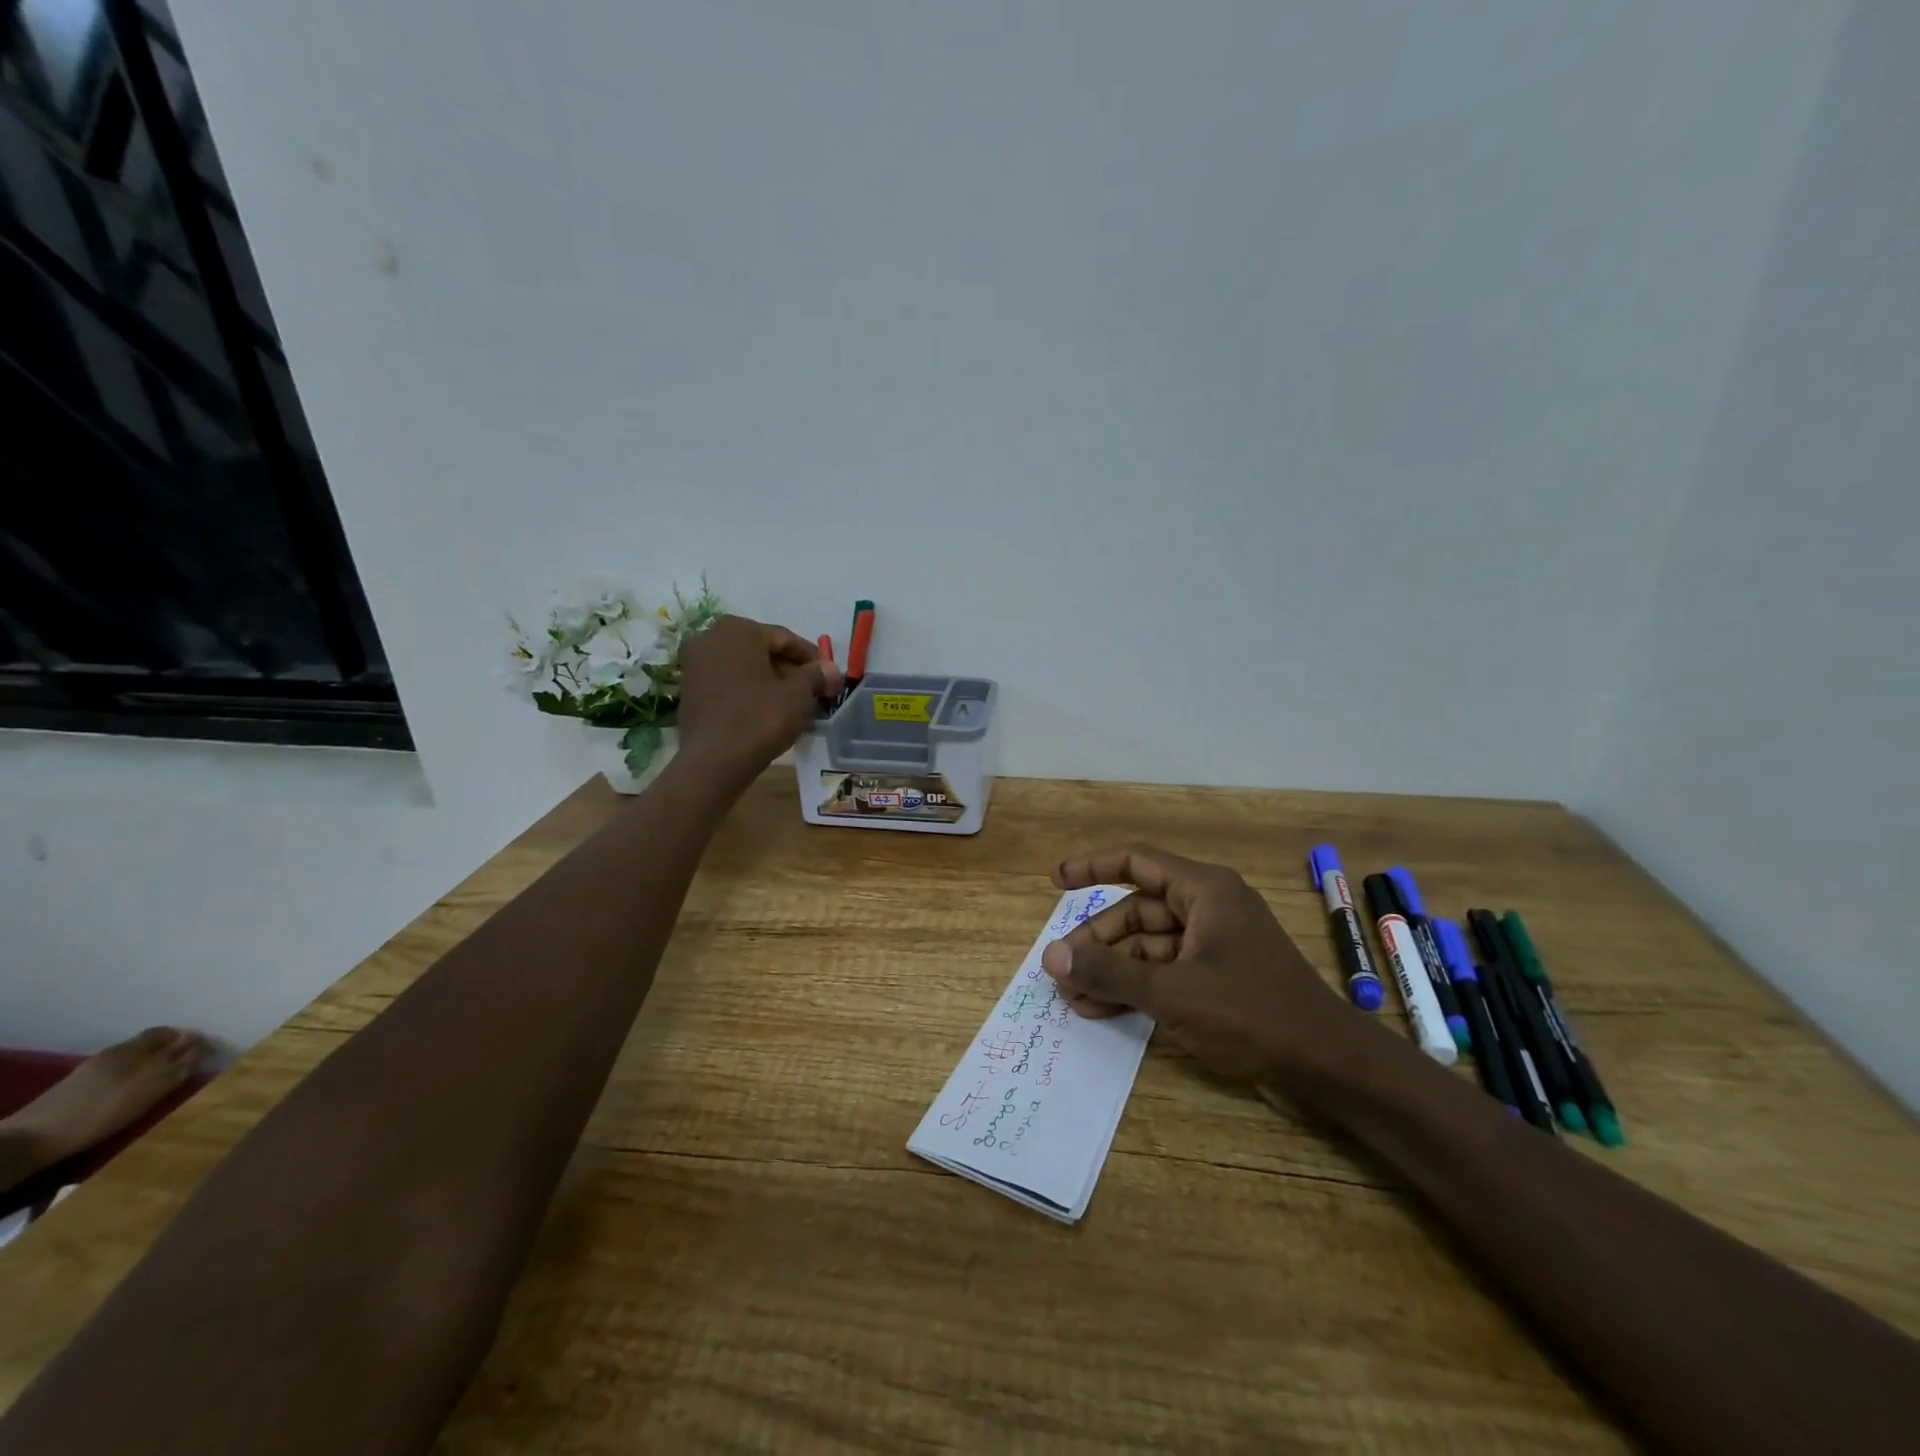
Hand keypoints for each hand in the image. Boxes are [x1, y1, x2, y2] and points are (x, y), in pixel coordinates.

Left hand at [673, 616, 840, 787]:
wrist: (713, 762)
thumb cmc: (759, 718)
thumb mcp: (798, 695)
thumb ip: (816, 675)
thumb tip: (830, 669)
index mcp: (737, 630)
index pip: (784, 638)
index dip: (812, 658)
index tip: (829, 676)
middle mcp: (709, 638)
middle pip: (762, 651)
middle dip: (790, 670)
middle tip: (813, 691)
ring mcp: (694, 665)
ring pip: (745, 669)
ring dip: (771, 682)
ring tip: (794, 705)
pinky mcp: (689, 692)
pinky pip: (729, 684)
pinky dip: (750, 693)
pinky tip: (768, 712)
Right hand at [1039, 845, 1356, 1083]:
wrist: (1328, 1066)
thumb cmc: (1251, 1013)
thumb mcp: (1172, 992)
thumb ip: (1109, 972)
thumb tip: (1051, 956)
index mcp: (1204, 891)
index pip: (1136, 862)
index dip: (1092, 866)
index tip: (1055, 880)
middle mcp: (1208, 908)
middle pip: (1137, 910)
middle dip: (1098, 939)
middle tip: (1061, 969)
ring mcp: (1214, 945)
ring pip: (1148, 945)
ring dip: (1112, 969)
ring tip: (1074, 998)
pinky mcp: (1218, 978)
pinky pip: (1165, 971)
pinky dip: (1136, 987)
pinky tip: (1103, 1010)